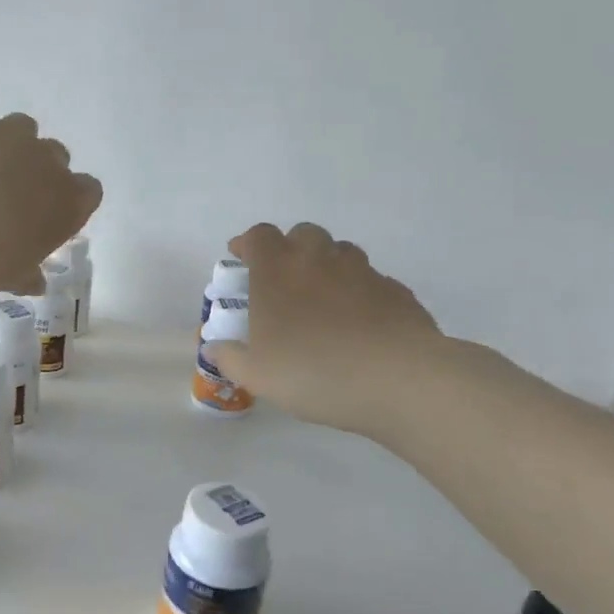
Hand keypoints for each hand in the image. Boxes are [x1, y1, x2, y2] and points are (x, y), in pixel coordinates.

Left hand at [0, 101, 101, 292]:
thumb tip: (36, 281)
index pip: (89, 192)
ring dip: (9, 146)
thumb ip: (28, 274)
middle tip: (10, 195)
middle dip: (39, 171)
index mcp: (67, 202)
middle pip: (57, 157)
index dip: (69, 202)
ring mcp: (10, 132)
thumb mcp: (7, 277)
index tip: (47, 217)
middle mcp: (47, 160)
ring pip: (23, 129)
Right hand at [204, 223, 448, 440]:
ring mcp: (362, 271)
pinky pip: (370, 281)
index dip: (248, 244)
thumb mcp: (256, 375)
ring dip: (326, 266)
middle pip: (302, 234)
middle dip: (289, 249)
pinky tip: (358, 324)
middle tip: (282, 281)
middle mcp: (319, 259)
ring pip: (340, 252)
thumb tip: (215, 348)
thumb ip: (230, 358)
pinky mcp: (396, 291)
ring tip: (321, 302)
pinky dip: (359, 293)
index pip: (259, 236)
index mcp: (277, 271)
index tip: (241, 260)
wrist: (398, 379)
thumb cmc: (312, 371)